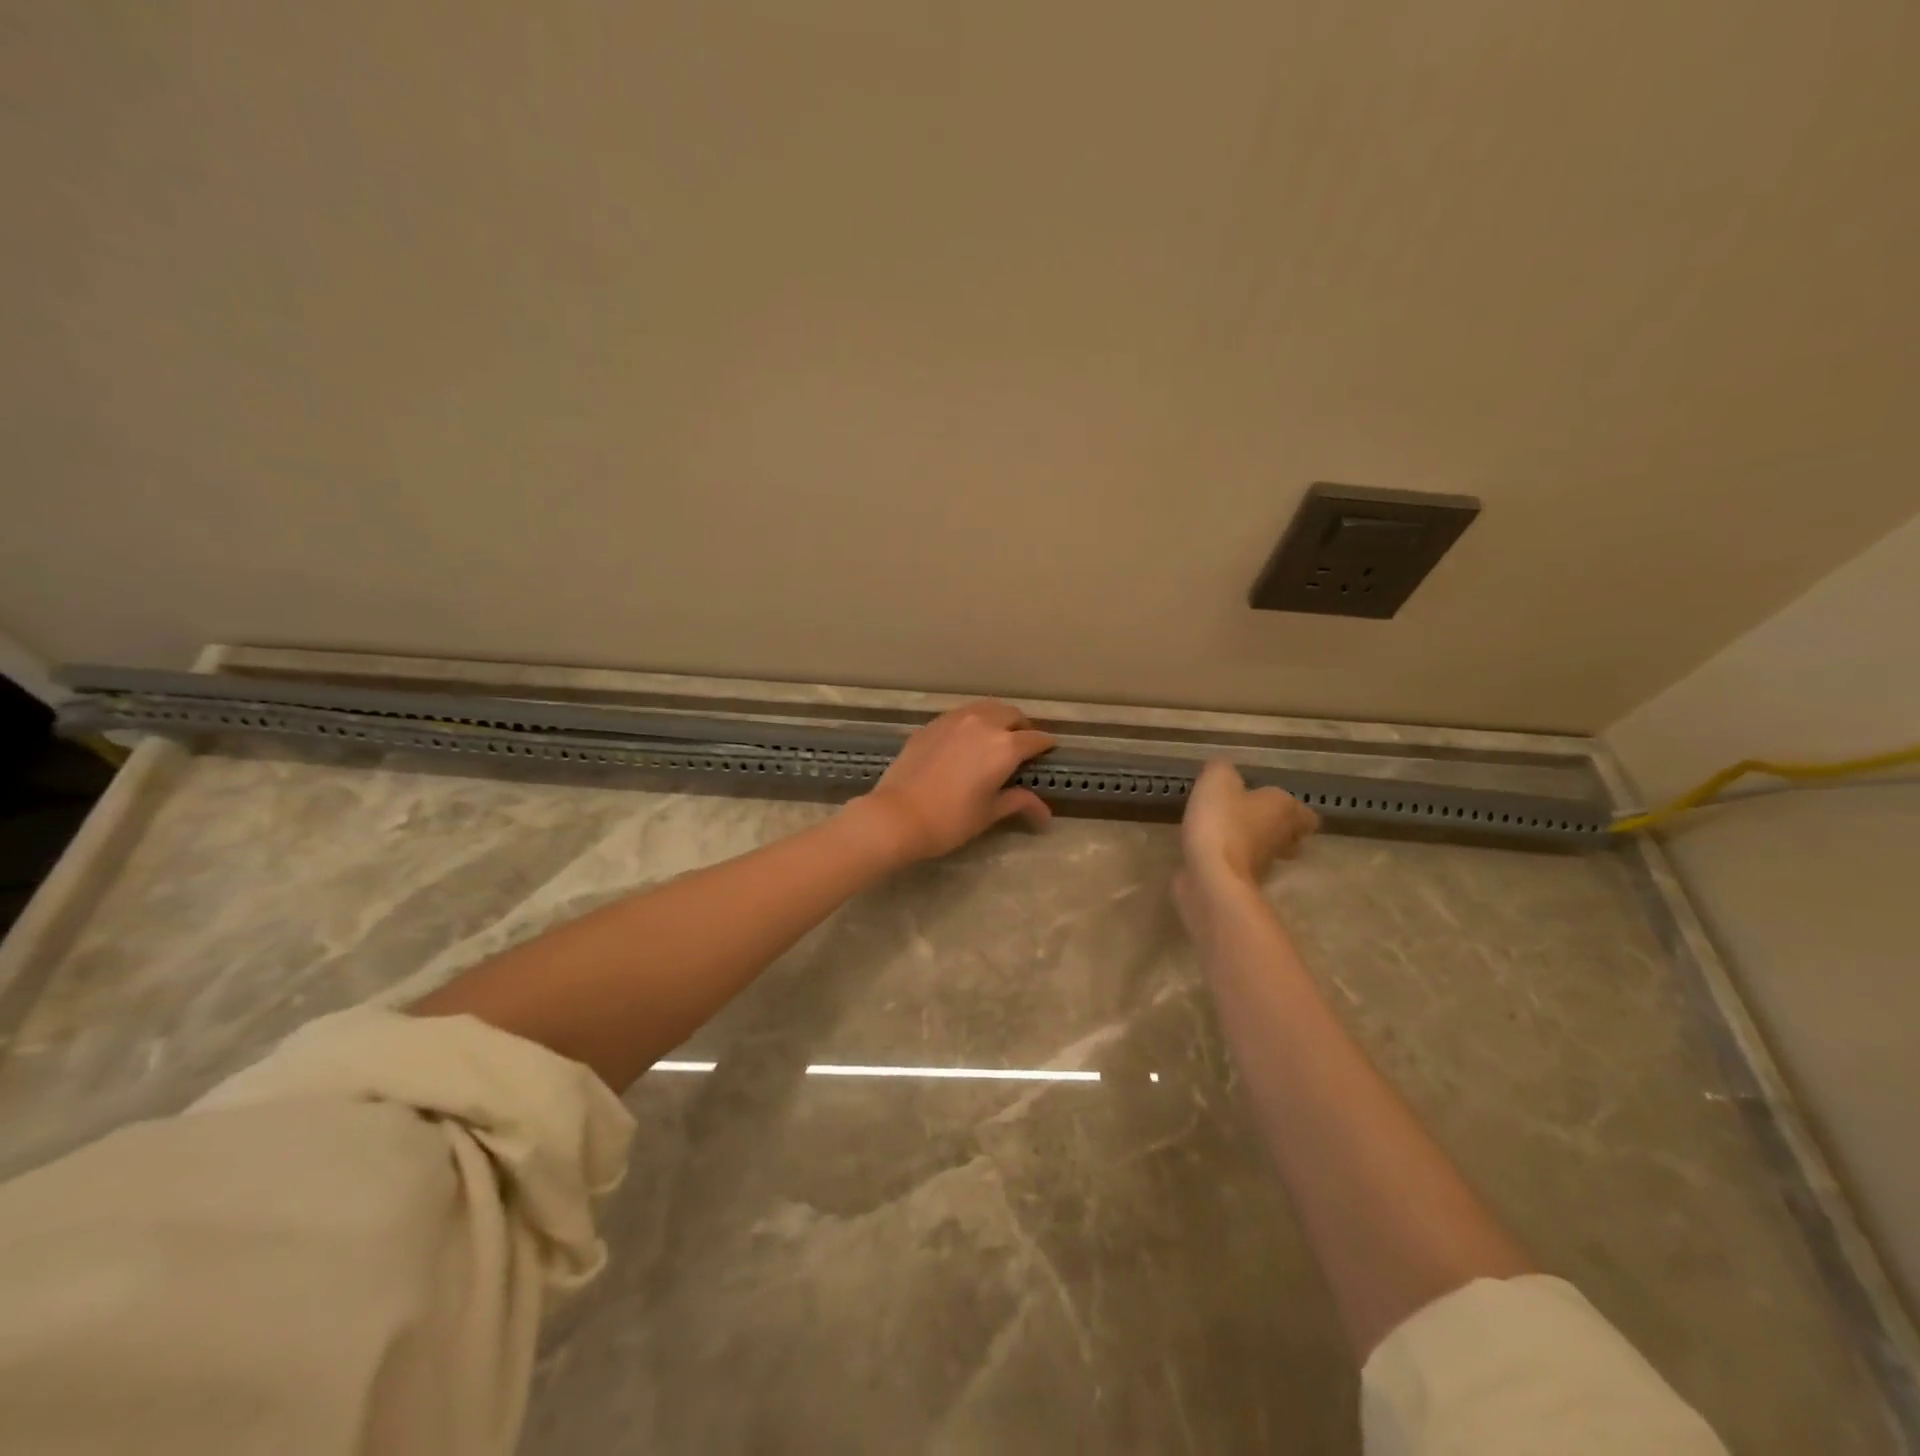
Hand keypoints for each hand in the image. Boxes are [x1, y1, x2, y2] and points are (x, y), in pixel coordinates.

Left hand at [850, 701, 1056, 863]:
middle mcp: (983, 724)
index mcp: (1004, 747)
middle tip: (1024, 743)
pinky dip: (973, 721)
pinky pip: (961, 714)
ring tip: (997, 735)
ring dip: (998, 718)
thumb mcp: (989, 813)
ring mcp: (954, 720)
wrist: (897, 815)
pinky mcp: (931, 724)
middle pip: (1012, 715)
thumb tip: (1045, 814)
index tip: (1050, 750)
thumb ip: (1018, 802)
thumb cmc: (950, 820)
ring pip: (985, 708)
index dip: (1046, 745)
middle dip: (1022, 727)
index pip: (1035, 739)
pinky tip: (967, 738)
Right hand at [1176, 759, 1318, 917]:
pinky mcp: (1242, 884)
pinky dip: (1231, 860)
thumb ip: (1223, 770)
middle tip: (1254, 819)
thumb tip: (1225, 769)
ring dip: (1253, 845)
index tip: (1277, 806)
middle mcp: (1281, 838)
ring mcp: (1264, 866)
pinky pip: (1241, 867)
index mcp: (1284, 809)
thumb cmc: (1222, 822)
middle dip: (1276, 829)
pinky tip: (1211, 851)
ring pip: (1267, 853)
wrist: (1212, 878)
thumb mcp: (1217, 781)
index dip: (1295, 811)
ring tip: (1228, 833)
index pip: (1306, 814)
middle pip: (1290, 836)